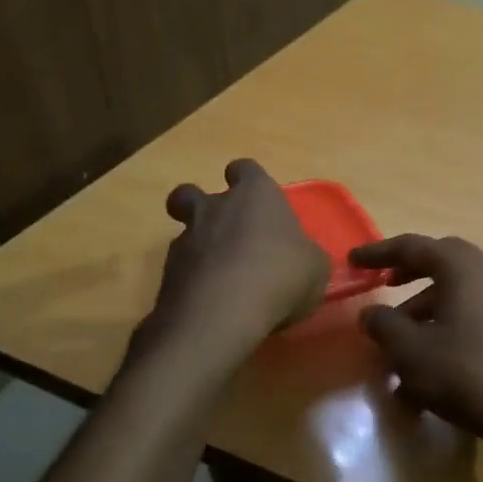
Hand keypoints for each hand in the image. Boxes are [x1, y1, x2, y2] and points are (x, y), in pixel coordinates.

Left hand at [151, 160, 327, 344]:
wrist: (223, 312)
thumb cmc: (281, 275)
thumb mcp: (315, 268)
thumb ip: (306, 255)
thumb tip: (301, 258)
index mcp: (255, 195)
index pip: (245, 169)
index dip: (248, 181)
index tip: (256, 198)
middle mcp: (215, 208)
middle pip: (192, 192)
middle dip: (200, 206)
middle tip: (221, 231)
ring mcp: (186, 239)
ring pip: (183, 232)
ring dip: (198, 247)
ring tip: (219, 276)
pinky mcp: (167, 273)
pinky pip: (180, 269)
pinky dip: (192, 281)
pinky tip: (210, 302)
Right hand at [352, 235, 482, 446]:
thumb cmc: (465, 373)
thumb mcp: (410, 351)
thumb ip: (384, 324)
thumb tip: (371, 312)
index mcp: (462, 266)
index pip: (412, 247)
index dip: (378, 253)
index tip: (353, 261)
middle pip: (441, 262)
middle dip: (408, 274)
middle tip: (382, 287)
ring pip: (458, 290)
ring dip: (426, 307)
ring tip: (399, 342)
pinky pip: (474, 311)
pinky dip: (448, 323)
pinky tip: (430, 362)